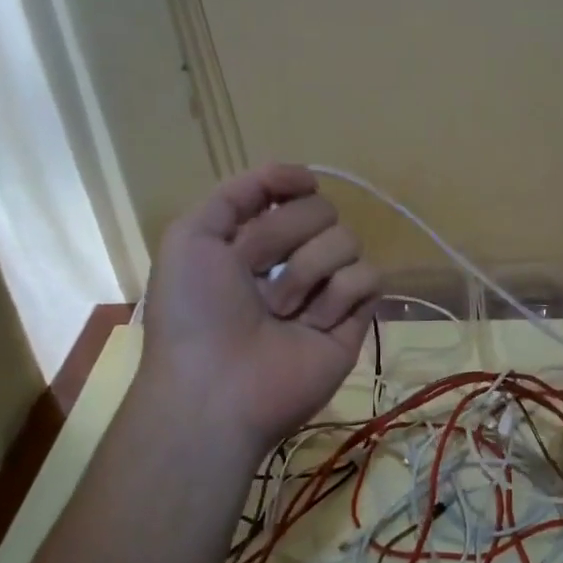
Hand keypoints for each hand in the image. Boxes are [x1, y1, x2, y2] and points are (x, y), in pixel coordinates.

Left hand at [143, 164, 377, 453]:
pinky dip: (342, 294)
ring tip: (282, 312)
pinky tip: (316, 323)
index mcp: (256, 241)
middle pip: (324, 211)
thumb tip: (305, 175)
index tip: (280, 200)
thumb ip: (239, 191)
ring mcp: (327, 289)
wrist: (217, 386)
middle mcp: (295, 260)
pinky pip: (371, 276)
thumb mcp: (191, 236)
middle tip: (257, 279)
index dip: (284, 194)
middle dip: (286, 239)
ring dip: (309, 272)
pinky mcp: (356, 318)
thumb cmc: (195, 311)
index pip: (292, 193)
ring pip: (349, 240)